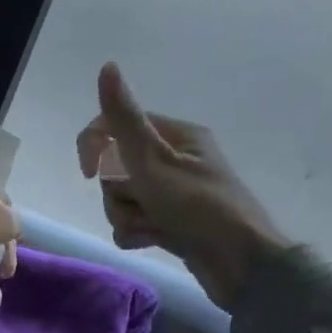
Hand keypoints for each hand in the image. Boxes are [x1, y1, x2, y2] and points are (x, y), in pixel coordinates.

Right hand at [76, 62, 287, 311]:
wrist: (242, 266)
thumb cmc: (199, 206)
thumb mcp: (154, 160)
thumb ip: (124, 118)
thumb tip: (107, 66)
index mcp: (176, 136)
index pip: (117, 126)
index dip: (95, 147)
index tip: (88, 172)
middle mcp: (175, 160)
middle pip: (117, 167)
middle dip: (119, 191)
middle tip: (142, 201)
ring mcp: (174, 194)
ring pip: (123, 198)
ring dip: (128, 215)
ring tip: (152, 227)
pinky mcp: (172, 223)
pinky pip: (135, 222)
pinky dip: (137, 232)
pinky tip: (152, 241)